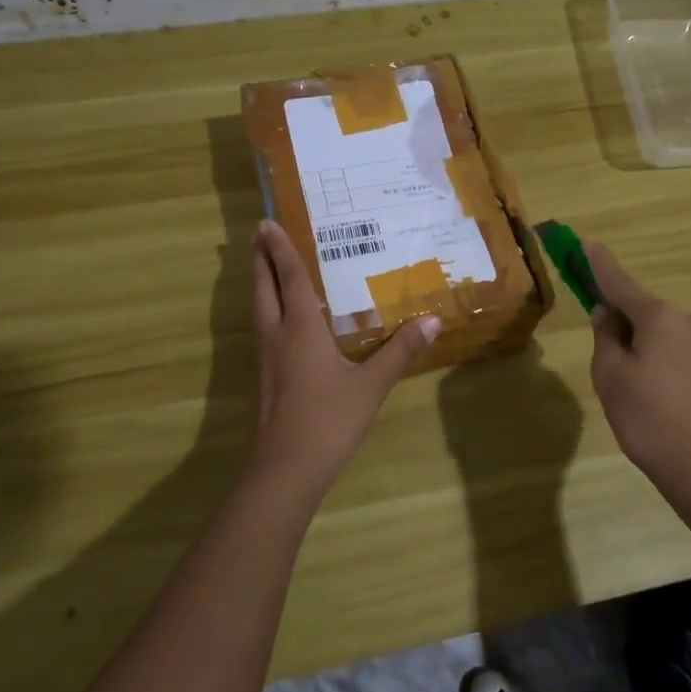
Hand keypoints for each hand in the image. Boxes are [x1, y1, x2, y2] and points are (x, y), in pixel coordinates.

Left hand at [251, 219, 439, 489]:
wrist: (286, 469)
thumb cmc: (329, 419)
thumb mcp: (371, 385)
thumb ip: (399, 352)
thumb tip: (432, 321)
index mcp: (300, 328)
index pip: (290, 278)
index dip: (280, 249)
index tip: (266, 223)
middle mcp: (277, 335)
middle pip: (264, 288)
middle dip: (260, 260)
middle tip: (258, 235)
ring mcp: (266, 358)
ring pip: (258, 309)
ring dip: (259, 283)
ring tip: (263, 267)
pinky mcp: (265, 378)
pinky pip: (263, 330)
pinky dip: (267, 310)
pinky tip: (279, 321)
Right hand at [585, 241, 690, 487]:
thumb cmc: (652, 422)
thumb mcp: (611, 379)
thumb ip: (606, 339)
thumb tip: (608, 315)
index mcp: (660, 317)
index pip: (620, 283)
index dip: (599, 265)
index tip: (587, 243)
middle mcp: (690, 322)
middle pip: (644, 315)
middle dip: (623, 331)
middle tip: (610, 373)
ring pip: (663, 340)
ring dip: (645, 354)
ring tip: (638, 401)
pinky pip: (681, 360)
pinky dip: (665, 372)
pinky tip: (662, 408)